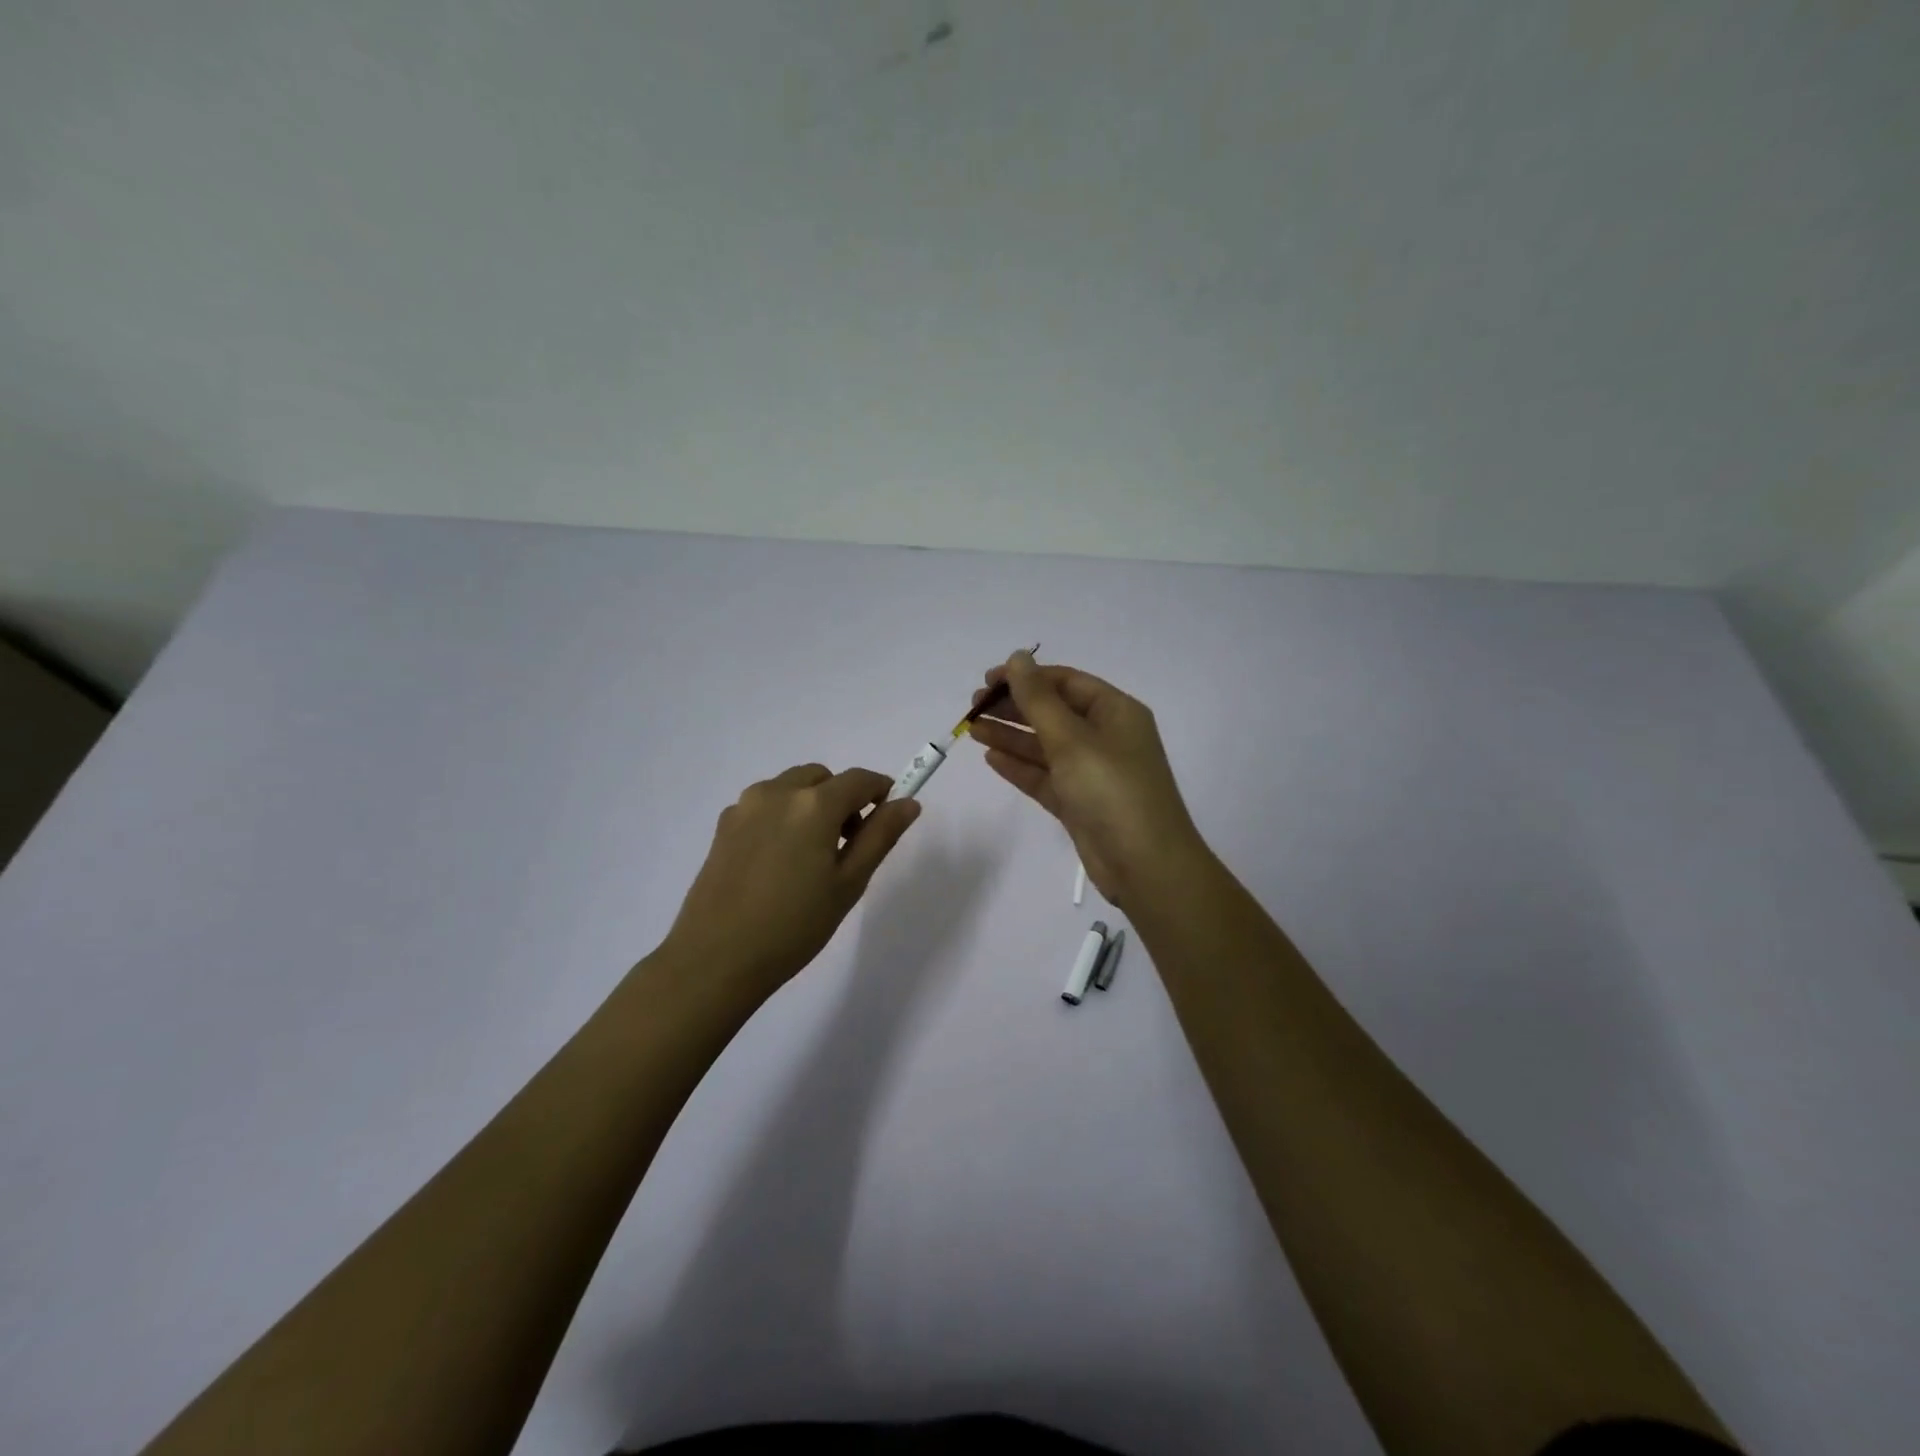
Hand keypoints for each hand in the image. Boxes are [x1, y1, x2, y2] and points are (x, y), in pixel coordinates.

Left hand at [660, 764, 920, 1002]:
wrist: (716, 959)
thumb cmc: (794, 926)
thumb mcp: (849, 883)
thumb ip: (880, 836)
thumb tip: (908, 803)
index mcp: (813, 804)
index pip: (859, 779)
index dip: (880, 791)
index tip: (887, 815)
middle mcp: (777, 792)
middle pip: (822, 778)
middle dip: (842, 798)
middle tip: (847, 843)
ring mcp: (745, 806)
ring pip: (791, 787)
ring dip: (810, 804)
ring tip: (811, 854)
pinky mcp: (724, 825)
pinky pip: (765, 805)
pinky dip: (782, 816)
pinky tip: (779, 861)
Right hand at [968, 651, 1205, 905]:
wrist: (1144, 865)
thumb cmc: (1111, 790)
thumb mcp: (1072, 739)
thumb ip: (1038, 699)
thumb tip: (1018, 656)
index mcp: (1115, 712)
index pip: (1065, 682)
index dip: (1026, 677)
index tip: (986, 681)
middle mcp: (1106, 737)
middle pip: (1053, 712)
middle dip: (1014, 707)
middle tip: (973, 708)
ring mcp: (1092, 772)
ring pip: (1045, 745)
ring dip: (1011, 735)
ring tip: (971, 729)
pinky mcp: (1080, 803)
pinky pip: (1045, 776)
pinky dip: (1020, 766)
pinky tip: (991, 758)